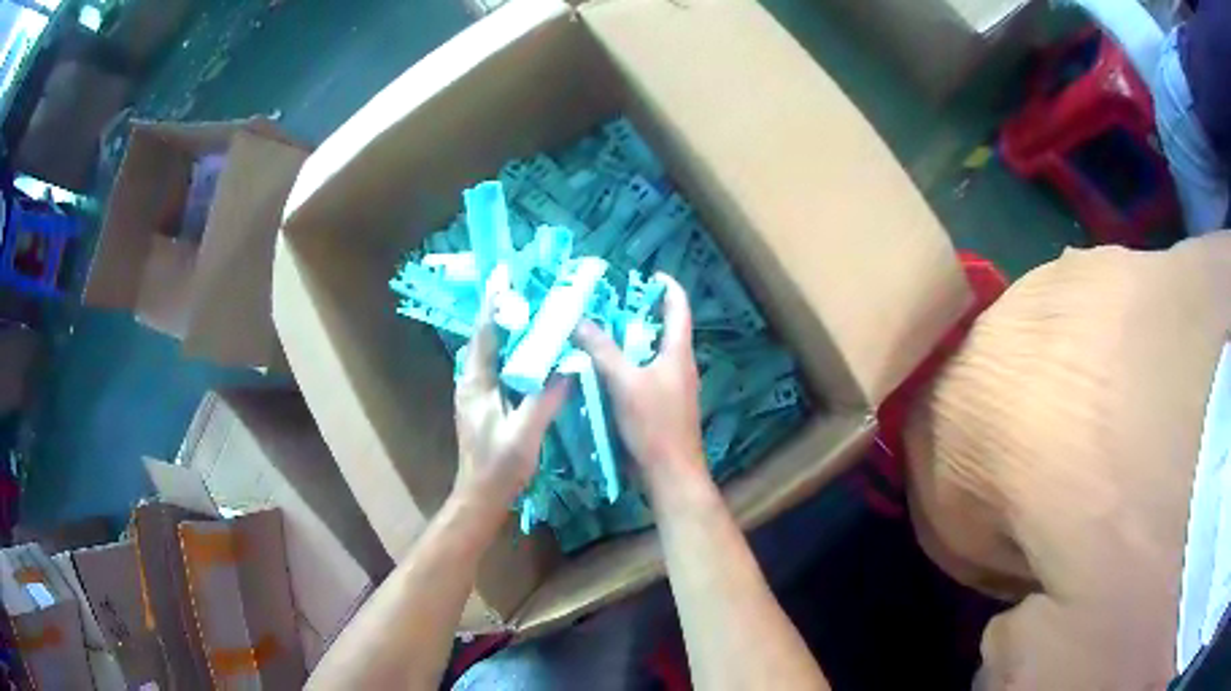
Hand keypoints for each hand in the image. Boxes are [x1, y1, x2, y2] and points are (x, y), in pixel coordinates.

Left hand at [454, 298, 569, 508]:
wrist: (480, 497)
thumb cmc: (499, 466)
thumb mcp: (525, 433)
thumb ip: (545, 399)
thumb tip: (568, 366)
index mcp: (476, 384)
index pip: (485, 335)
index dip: (494, 305)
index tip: (504, 277)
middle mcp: (470, 383)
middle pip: (486, 339)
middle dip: (503, 313)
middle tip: (527, 291)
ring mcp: (474, 394)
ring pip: (490, 354)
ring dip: (507, 332)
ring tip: (531, 314)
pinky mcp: (483, 404)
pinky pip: (496, 368)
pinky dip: (511, 353)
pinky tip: (531, 354)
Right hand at [574, 274, 708, 495]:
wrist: (670, 471)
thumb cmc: (654, 424)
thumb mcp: (625, 383)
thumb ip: (603, 351)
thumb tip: (580, 321)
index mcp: (678, 352)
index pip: (679, 307)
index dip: (667, 287)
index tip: (649, 274)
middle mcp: (679, 365)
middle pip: (664, 328)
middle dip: (640, 312)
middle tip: (610, 303)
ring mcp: (673, 386)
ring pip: (652, 353)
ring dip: (631, 340)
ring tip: (601, 331)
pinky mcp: (663, 405)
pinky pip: (645, 374)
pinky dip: (628, 364)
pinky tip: (605, 369)